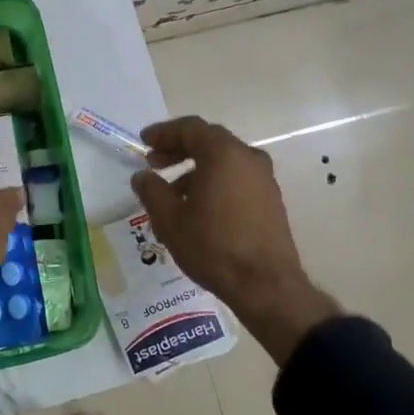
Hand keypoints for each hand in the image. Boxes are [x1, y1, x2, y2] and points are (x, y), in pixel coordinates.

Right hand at [129, 116, 340, 365]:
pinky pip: (237, 178)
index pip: (190, 128)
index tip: (144, 141)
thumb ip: (151, 190)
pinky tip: (197, 207)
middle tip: (154, 162)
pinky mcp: (270, 199)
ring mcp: (264, 179)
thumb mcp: (169, 219)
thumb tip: (142, 176)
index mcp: (223, 154)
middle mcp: (248, 158)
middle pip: (209, 141)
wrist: (265, 285)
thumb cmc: (213, 246)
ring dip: (195, 169)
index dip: (164, 132)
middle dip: (178, 149)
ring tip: (171, 192)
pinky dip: (214, 181)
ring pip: (224, 161)